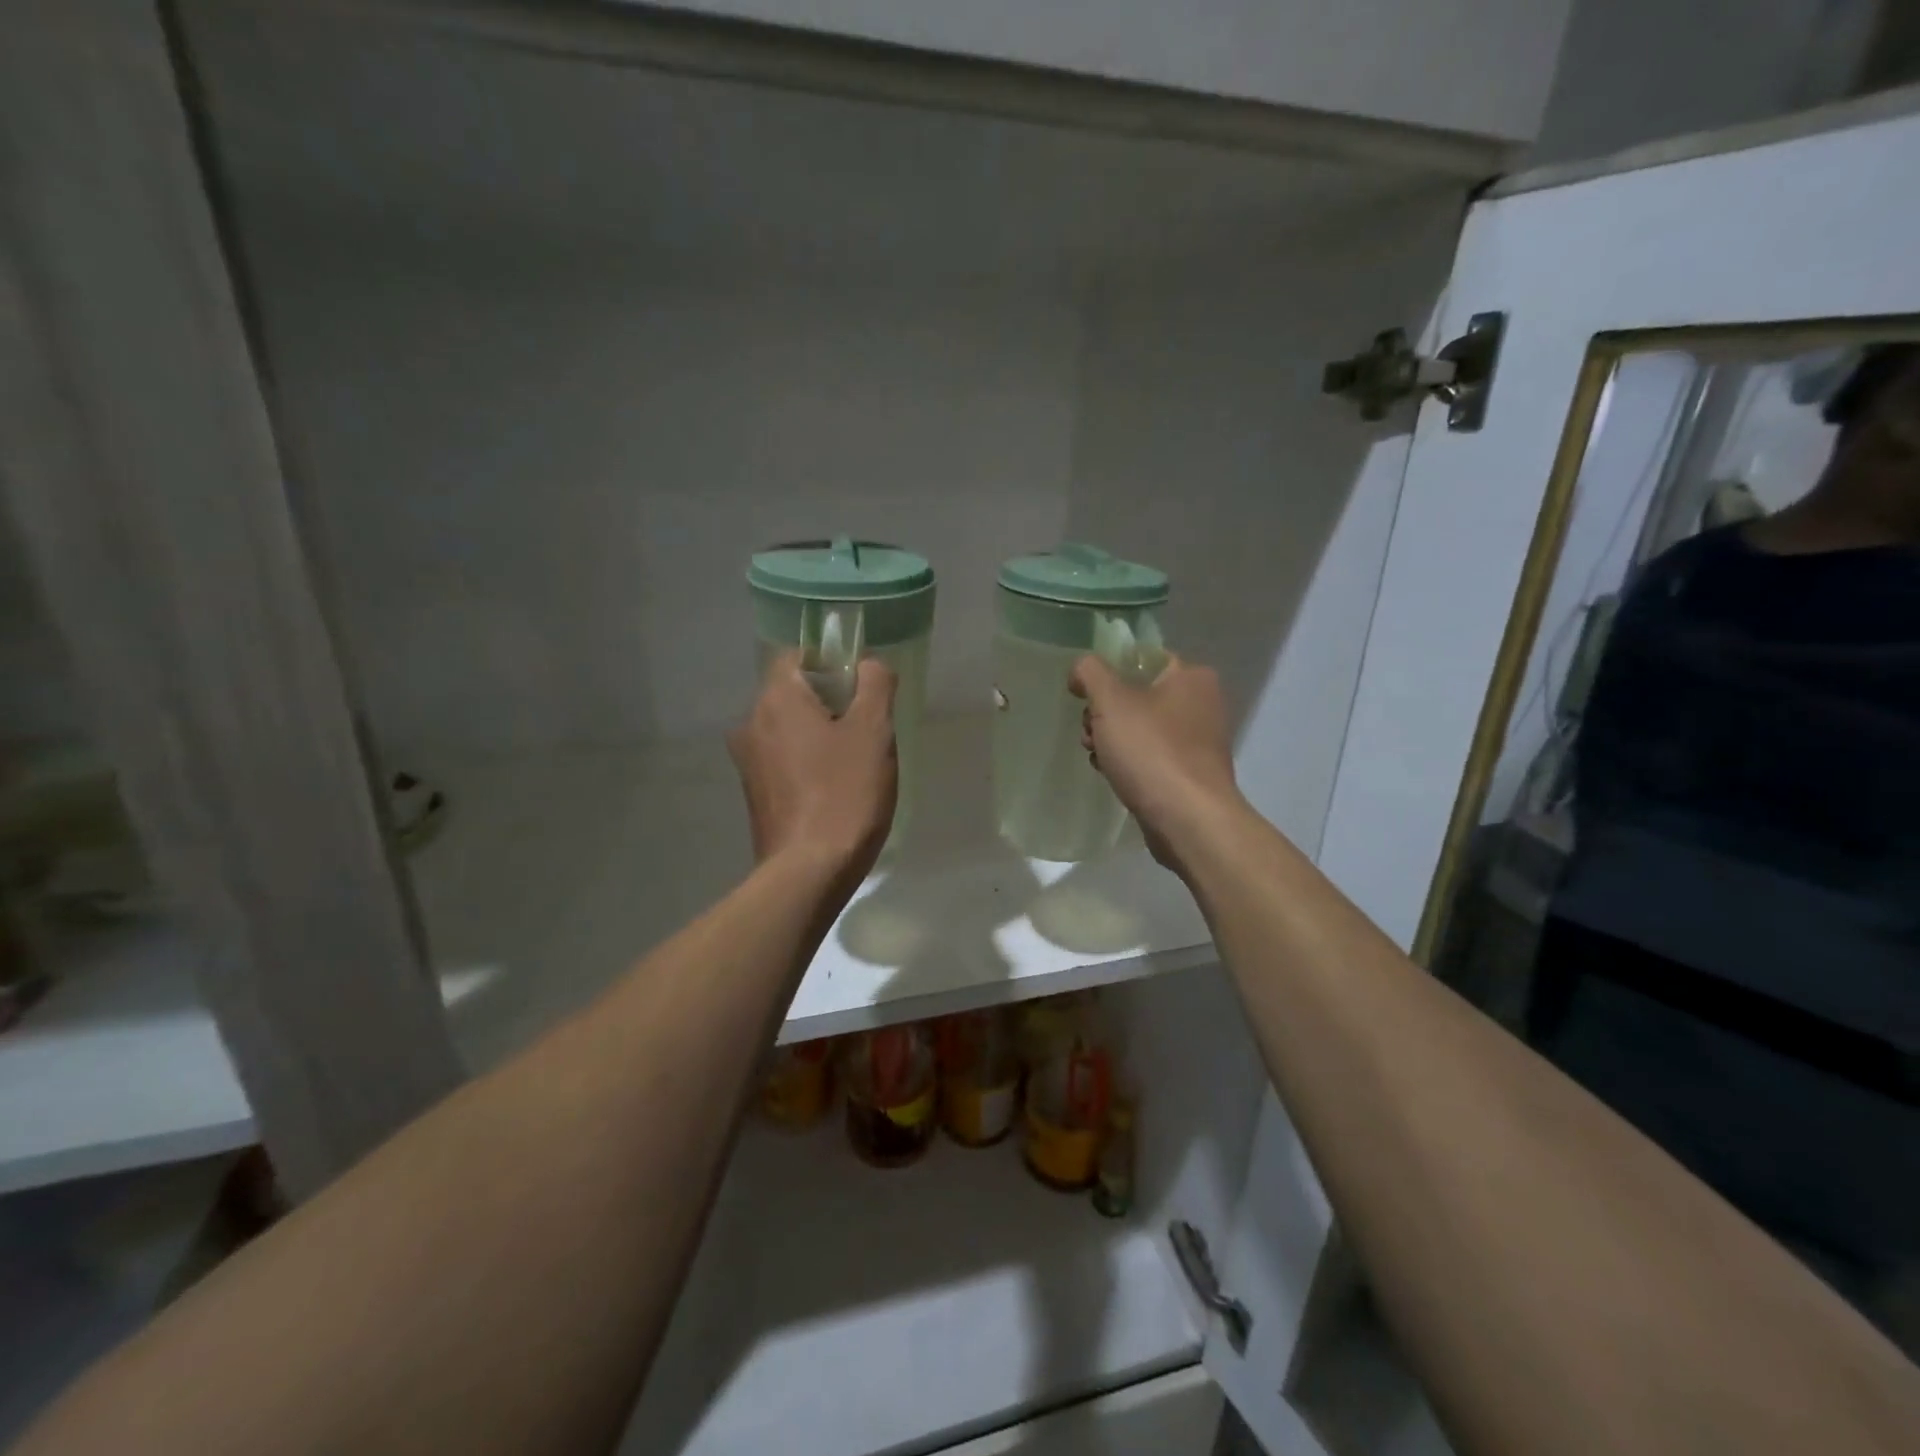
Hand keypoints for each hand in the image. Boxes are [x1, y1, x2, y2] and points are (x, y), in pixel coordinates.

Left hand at [729, 654, 897, 884]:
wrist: (809, 872)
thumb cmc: (845, 793)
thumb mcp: (874, 731)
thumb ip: (875, 684)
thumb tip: (869, 665)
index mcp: (775, 699)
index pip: (798, 656)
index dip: (833, 664)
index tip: (863, 690)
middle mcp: (751, 723)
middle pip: (795, 693)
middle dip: (832, 703)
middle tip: (868, 730)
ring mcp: (748, 762)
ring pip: (790, 729)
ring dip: (821, 736)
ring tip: (856, 765)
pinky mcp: (755, 794)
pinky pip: (785, 760)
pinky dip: (809, 763)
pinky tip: (836, 789)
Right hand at [1071, 654, 1243, 872]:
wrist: (1188, 821)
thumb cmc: (1152, 751)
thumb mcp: (1111, 701)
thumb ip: (1090, 672)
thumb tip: (1081, 669)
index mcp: (1191, 676)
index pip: (1140, 659)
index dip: (1106, 673)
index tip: (1084, 695)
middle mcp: (1201, 703)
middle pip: (1136, 695)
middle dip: (1104, 714)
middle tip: (1092, 733)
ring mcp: (1197, 741)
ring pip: (1139, 728)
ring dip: (1111, 740)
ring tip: (1099, 758)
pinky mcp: (1188, 773)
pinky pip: (1149, 756)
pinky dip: (1129, 763)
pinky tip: (1114, 776)